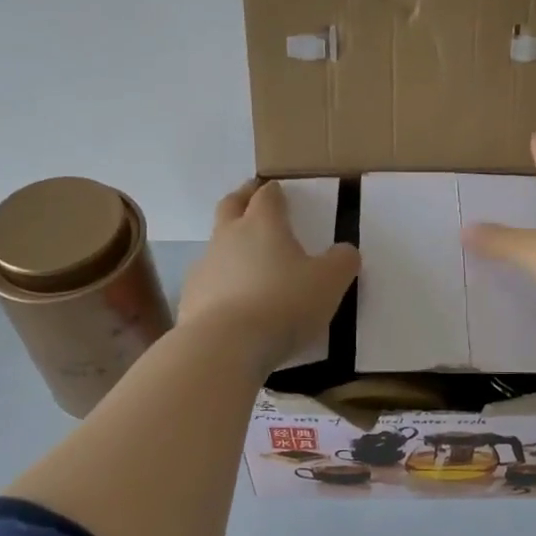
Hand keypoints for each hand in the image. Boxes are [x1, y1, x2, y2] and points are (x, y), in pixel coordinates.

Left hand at [179, 179, 359, 372]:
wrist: (226, 345)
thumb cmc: (284, 304)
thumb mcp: (329, 283)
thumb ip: (342, 262)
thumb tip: (346, 251)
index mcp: (262, 225)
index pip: (266, 197)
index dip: (273, 192)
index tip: (278, 190)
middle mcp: (228, 237)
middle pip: (230, 206)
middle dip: (242, 198)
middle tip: (250, 196)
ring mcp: (204, 267)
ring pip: (215, 245)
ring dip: (228, 245)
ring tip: (244, 260)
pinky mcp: (190, 298)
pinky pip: (207, 282)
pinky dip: (219, 283)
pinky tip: (231, 301)